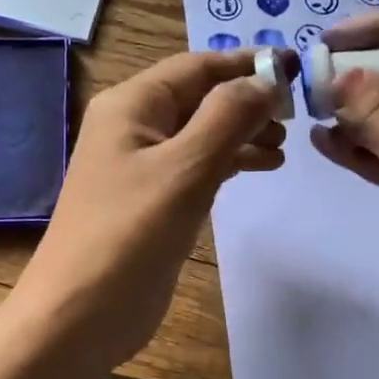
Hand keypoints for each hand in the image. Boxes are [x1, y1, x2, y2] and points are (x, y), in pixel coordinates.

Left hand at [14, 49, 284, 370]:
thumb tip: (267, 79)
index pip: (199, 67)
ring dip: (243, 133)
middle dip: (249, 101)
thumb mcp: (185, 168)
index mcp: (132, 105)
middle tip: (298, 116)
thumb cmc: (130, 234)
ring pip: (202, 133)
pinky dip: (229, 162)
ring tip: (284, 146)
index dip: (248, 64)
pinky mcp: (152, 202)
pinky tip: (259, 167)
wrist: (80, 314)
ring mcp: (141, 167)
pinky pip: (197, 167)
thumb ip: (229, 117)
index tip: (298, 68)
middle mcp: (134, 127)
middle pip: (201, 97)